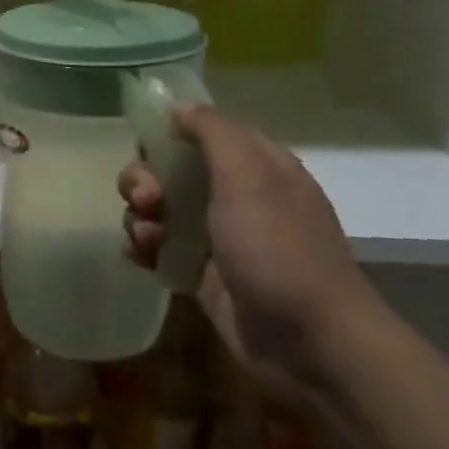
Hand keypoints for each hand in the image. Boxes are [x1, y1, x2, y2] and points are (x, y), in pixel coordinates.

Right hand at [121, 105, 383, 394]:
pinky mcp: (200, 273)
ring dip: (140, 217)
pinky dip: (143, 247)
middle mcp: (234, 196)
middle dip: (144, 181)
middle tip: (147, 201)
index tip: (146, 149)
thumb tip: (177, 106)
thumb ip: (214, 133)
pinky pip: (158, 247)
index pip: (199, 133)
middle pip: (168, 171)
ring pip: (157, 210)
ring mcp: (216, 237)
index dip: (166, 136)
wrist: (309, 342)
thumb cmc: (278, 250)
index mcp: (255, 167)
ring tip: (148, 237)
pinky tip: (143, 257)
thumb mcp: (250, 178)